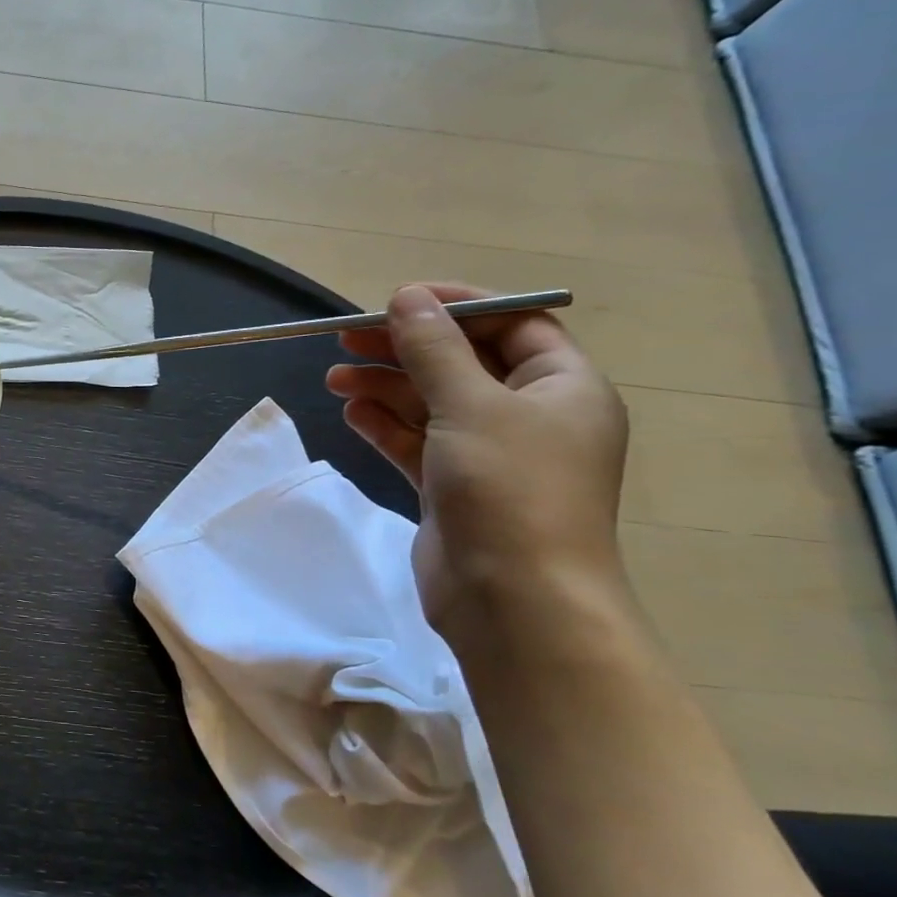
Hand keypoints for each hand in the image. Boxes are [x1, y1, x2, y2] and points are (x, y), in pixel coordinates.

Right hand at [326, 282, 629, 648]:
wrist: (513, 598)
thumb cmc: (508, 488)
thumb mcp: (470, 405)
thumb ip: (434, 349)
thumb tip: (407, 298)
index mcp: (562, 387)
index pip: (513, 325)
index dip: (457, 307)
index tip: (398, 301)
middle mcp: (531, 416)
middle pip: (462, 363)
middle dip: (405, 348)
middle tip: (347, 339)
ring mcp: (490, 455)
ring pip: (432, 404)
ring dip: (385, 386)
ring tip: (334, 377)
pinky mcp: (454, 487)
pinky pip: (417, 441)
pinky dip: (385, 425)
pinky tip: (351, 412)